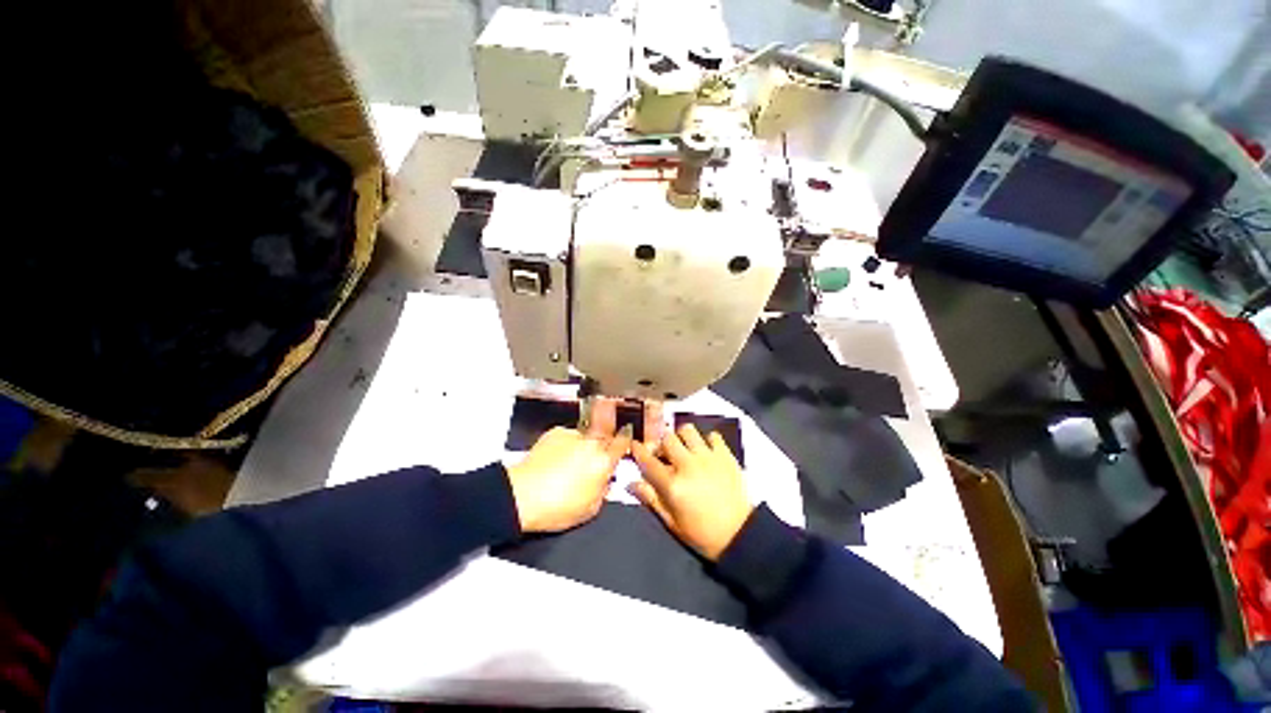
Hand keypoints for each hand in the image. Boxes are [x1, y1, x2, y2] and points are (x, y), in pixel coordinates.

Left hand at [507, 399, 631, 532]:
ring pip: (585, 437)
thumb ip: (604, 490)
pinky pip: (566, 437)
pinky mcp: (555, 433)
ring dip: (582, 446)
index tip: (625, 438)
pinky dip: (564, 446)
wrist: (522, 496)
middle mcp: (591, 443)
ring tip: (568, 465)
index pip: (623, 440)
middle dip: (603, 444)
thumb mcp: (591, 509)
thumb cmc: (555, 506)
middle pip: (605, 435)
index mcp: (604, 461)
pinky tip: (555, 461)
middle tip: (593, 460)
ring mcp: (573, 435)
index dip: (625, 439)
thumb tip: (606, 482)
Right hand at [629, 424, 752, 560]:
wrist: (740, 535)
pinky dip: (706, 440)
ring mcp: (708, 458)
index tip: (635, 444)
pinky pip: (712, 435)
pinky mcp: (725, 455)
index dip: (638, 450)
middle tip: (665, 453)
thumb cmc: (702, 533)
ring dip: (682, 437)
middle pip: (667, 439)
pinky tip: (706, 452)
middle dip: (662, 444)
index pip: (648, 461)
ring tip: (685, 448)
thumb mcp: (672, 522)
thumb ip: (651, 499)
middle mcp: (687, 465)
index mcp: (672, 485)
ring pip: (688, 430)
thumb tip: (631, 483)